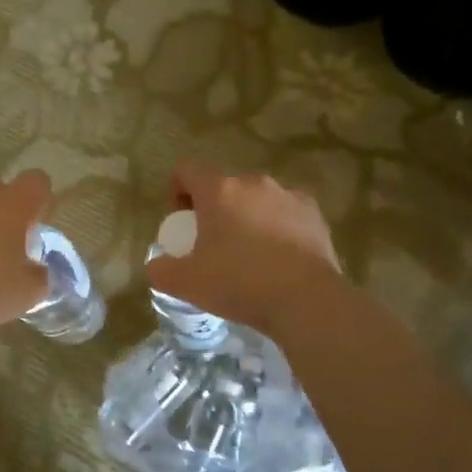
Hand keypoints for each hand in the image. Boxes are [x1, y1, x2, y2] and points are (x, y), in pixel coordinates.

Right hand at [146, 163, 344, 336]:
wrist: (306, 301)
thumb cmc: (239, 283)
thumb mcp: (186, 284)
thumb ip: (161, 270)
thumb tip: (157, 265)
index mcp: (219, 191)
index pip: (186, 170)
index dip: (177, 192)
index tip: (182, 223)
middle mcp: (253, 182)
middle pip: (223, 186)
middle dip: (214, 209)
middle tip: (212, 245)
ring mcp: (288, 195)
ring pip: (256, 198)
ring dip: (246, 216)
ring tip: (249, 254)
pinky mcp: (314, 213)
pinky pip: (285, 212)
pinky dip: (277, 226)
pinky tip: (278, 257)